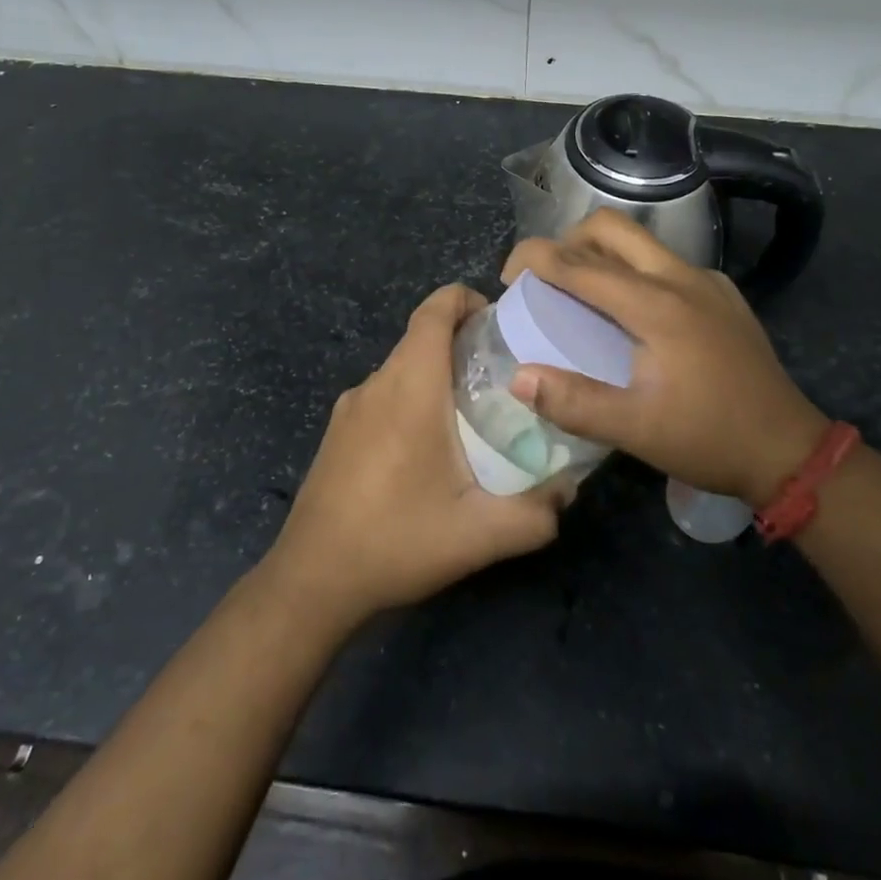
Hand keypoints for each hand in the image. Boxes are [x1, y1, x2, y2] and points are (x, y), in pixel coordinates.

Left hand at [263, 284, 565, 625]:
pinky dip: (412, 399)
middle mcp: (376, 384)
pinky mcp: (336, 432)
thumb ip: (536, 513)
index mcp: (410, 387)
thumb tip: (568, 490)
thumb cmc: (398, 541)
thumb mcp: (480, 535)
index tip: (500, 321)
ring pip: (402, 368)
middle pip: (421, 337)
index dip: (466, 299)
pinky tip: (428, 450)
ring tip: (473, 416)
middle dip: (463, 342)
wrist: (312, 580)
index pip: (434, 310)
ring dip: (437, 375)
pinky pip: (383, 395)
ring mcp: (350, 407)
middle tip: (504, 376)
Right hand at [502, 210, 828, 507]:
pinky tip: (631, 313)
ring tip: (580, 292)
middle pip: (611, 228)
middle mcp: (680, 278)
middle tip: (546, 278)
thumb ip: (573, 401)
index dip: (536, 258)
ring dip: (600, 253)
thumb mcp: (635, 430)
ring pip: (640, 241)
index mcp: (656, 305)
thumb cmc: (708, 439)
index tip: (508, 276)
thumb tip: (518, 376)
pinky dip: (632, 269)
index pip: (581, 264)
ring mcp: (706, 282)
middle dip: (568, 241)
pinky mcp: (722, 294)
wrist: (788, 449)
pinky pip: (665, 262)